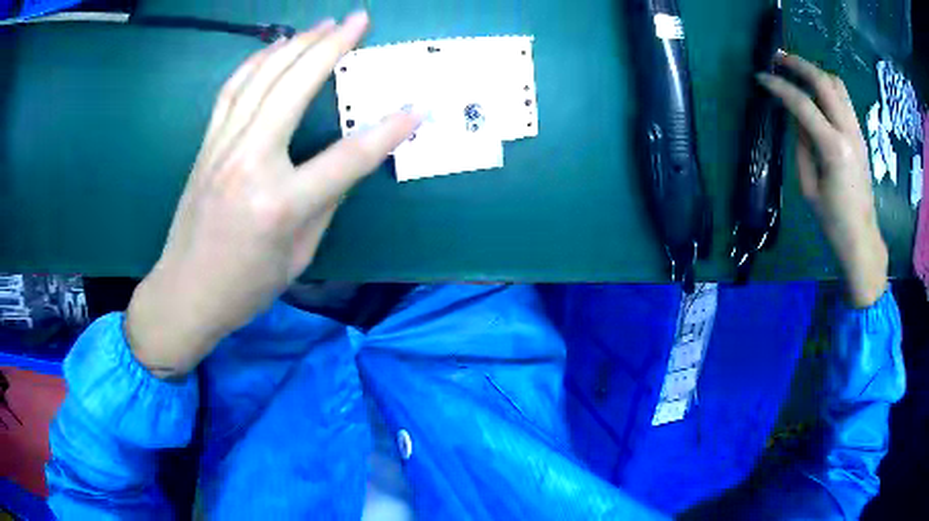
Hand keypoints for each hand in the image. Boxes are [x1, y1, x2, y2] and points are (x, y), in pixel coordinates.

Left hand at [126, 11, 418, 377]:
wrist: (184, 293)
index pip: (347, 157)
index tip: (417, 107)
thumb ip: (326, 200)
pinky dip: (256, 62)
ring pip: (261, 78)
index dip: (388, 131)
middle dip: (332, 46)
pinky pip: (232, 90)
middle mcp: (249, 164)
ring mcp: (222, 149)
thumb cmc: (245, 287)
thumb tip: (349, 161)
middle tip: (359, 19)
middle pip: (294, 88)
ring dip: (296, 44)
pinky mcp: (207, 145)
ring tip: (324, 23)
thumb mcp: (299, 254)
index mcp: (280, 205)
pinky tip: (275, 47)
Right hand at [758, 53, 886, 307]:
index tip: (761, 78)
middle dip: (799, 65)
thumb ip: (802, 146)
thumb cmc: (833, 220)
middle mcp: (848, 132)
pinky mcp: (860, 135)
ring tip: (797, 71)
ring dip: (815, 72)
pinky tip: (816, 93)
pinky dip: (827, 87)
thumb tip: (795, 117)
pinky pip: (844, 99)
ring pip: (837, 84)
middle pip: (824, 82)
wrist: (862, 238)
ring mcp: (857, 132)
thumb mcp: (808, 186)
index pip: (803, 105)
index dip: (780, 87)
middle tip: (779, 59)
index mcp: (834, 148)